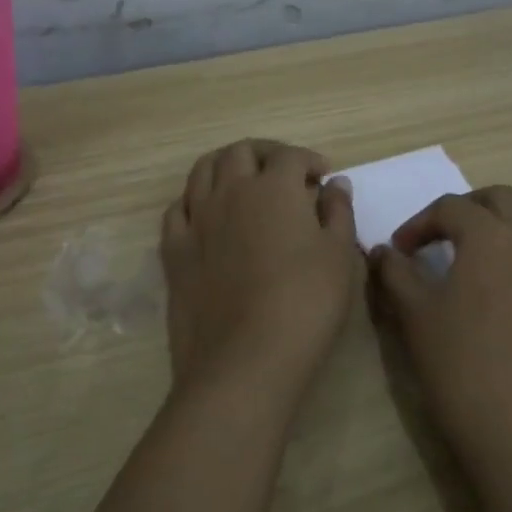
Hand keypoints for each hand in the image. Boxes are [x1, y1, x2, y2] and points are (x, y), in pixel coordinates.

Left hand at [161, 139, 359, 407]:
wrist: (244, 360)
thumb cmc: (305, 304)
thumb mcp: (339, 256)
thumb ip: (338, 213)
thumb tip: (334, 184)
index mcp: (273, 188)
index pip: (290, 156)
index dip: (309, 161)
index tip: (323, 177)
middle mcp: (230, 191)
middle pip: (241, 152)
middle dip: (265, 154)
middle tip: (284, 171)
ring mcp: (196, 219)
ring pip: (203, 170)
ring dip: (226, 165)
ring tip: (244, 182)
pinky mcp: (173, 250)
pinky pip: (178, 209)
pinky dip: (195, 200)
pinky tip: (207, 214)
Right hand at [369, 186, 511, 480]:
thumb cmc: (462, 365)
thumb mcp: (416, 315)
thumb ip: (396, 273)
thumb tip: (383, 252)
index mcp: (491, 234)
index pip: (450, 208)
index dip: (418, 224)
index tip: (400, 250)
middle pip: (500, 199)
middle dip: (466, 209)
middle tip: (439, 236)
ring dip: (503, 222)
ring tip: (476, 252)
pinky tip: (503, 287)